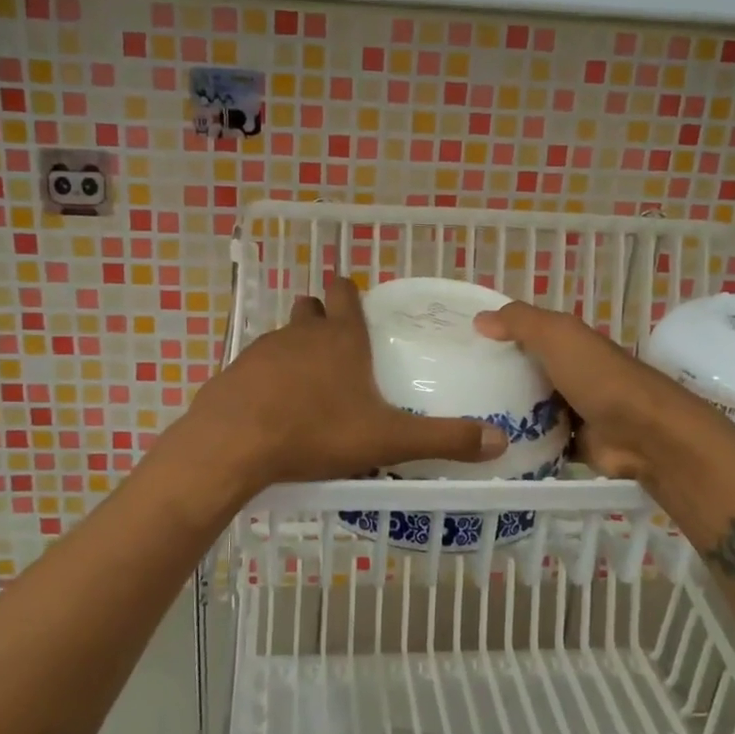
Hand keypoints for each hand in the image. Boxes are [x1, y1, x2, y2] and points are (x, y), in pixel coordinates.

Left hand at [184, 276, 508, 490]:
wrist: (234, 443)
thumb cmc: (316, 431)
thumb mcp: (388, 439)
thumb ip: (443, 439)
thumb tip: (500, 441)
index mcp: (342, 339)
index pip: (346, 295)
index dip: (348, 290)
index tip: (349, 290)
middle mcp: (302, 334)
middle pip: (311, 309)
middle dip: (321, 314)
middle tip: (334, 335)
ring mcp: (263, 350)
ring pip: (283, 336)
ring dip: (296, 347)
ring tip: (308, 378)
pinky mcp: (236, 372)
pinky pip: (257, 365)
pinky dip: (268, 376)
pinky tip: (273, 404)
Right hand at [472, 302, 701, 484]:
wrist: (644, 434)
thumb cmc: (598, 377)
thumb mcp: (557, 335)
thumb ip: (520, 322)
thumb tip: (479, 318)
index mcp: (569, 344)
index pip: (525, 335)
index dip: (495, 336)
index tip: (457, 347)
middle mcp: (571, 374)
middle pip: (525, 373)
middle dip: (494, 379)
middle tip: (452, 389)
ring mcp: (574, 411)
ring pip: (530, 410)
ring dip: (505, 415)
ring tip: (462, 421)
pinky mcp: (575, 445)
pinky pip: (540, 443)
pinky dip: (522, 445)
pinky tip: (489, 448)